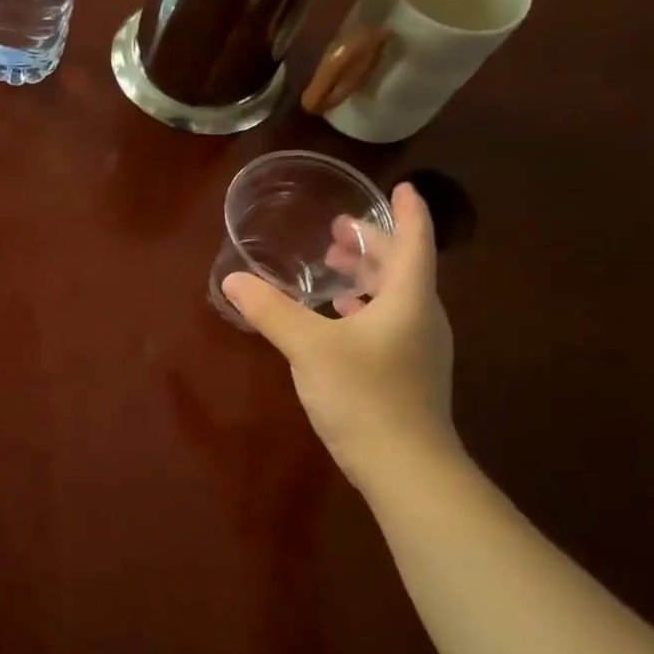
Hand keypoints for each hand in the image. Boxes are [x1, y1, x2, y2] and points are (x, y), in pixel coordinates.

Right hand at [223, 182, 457, 486]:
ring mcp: (416, 348)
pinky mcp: (405, 373)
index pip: (414, 242)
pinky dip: (363, 309)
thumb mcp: (309, 348)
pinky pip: (387, 323)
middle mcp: (420, 317)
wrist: (404, 465)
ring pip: (394, 297)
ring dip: (366, 277)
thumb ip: (271, 311)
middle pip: (403, 268)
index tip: (399, 187)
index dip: (406, 212)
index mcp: (408, 299)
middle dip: (373, 245)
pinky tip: (337, 319)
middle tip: (339, 229)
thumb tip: (233, 280)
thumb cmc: (364, 395)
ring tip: (333, 268)